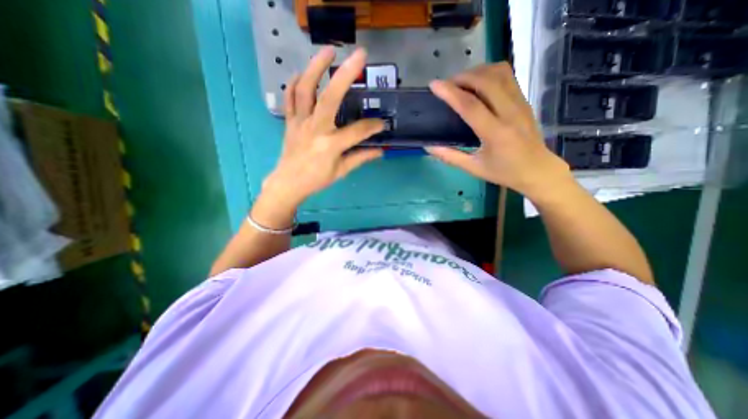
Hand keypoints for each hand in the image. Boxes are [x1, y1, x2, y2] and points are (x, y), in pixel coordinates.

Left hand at [261, 46, 382, 211]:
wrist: (289, 183)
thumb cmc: (316, 179)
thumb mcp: (341, 171)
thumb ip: (360, 158)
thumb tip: (379, 151)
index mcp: (330, 145)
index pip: (357, 131)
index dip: (372, 126)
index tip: (382, 124)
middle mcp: (315, 129)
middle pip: (330, 98)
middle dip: (345, 75)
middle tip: (359, 55)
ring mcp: (300, 122)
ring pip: (305, 90)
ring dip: (316, 67)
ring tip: (328, 51)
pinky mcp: (290, 121)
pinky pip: (289, 98)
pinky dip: (293, 83)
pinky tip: (301, 73)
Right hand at [427, 63, 574, 198]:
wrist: (538, 170)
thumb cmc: (504, 172)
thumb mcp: (473, 168)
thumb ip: (450, 156)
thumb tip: (429, 147)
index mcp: (495, 133)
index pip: (470, 106)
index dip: (450, 93)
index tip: (434, 85)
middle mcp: (510, 113)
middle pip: (486, 81)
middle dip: (462, 77)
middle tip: (446, 84)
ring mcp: (520, 103)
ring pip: (500, 73)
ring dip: (477, 71)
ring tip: (462, 81)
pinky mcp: (524, 100)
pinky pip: (508, 76)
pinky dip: (489, 73)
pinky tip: (479, 83)